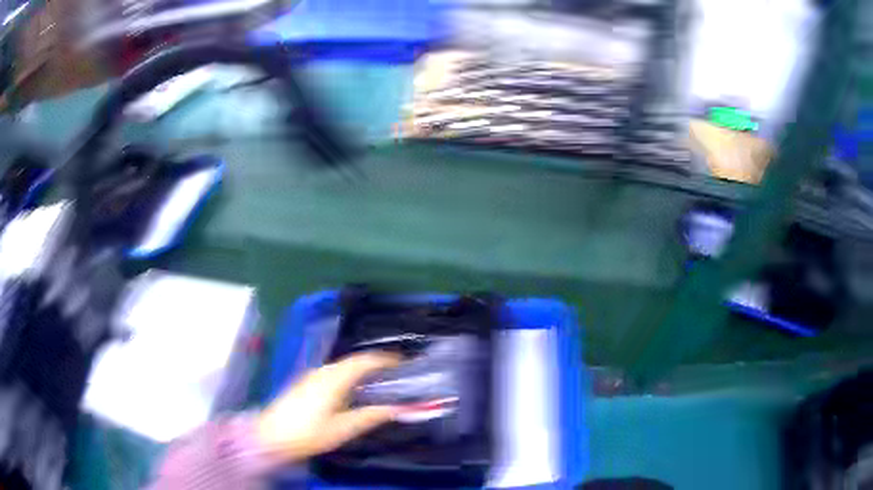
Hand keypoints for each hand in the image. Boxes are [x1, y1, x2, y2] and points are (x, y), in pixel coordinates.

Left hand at [256, 351, 401, 461]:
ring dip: (360, 368)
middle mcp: (323, 371)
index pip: (363, 361)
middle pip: (352, 360)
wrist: (272, 435)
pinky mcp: (305, 383)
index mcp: (334, 379)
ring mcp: (312, 376)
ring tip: (378, 378)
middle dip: (374, 362)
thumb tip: (397, 408)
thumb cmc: (309, 433)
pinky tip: (352, 388)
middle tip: (394, 371)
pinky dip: (348, 374)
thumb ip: (370, 416)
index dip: (384, 359)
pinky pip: (333, 371)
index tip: (403, 361)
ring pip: (342, 365)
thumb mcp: (343, 429)